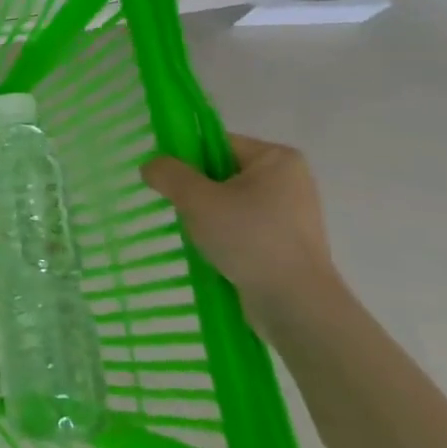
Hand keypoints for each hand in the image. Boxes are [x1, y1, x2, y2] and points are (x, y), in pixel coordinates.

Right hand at [140, 134, 349, 343]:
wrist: (296, 304)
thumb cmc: (249, 239)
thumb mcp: (197, 200)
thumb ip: (168, 174)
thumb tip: (151, 166)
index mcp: (276, 158)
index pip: (217, 143)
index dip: (186, 159)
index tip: (166, 182)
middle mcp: (289, 179)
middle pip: (222, 172)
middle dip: (195, 190)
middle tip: (179, 210)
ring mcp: (291, 212)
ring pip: (229, 201)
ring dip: (206, 215)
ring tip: (195, 234)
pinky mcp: (287, 241)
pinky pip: (242, 225)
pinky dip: (223, 233)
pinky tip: (212, 251)